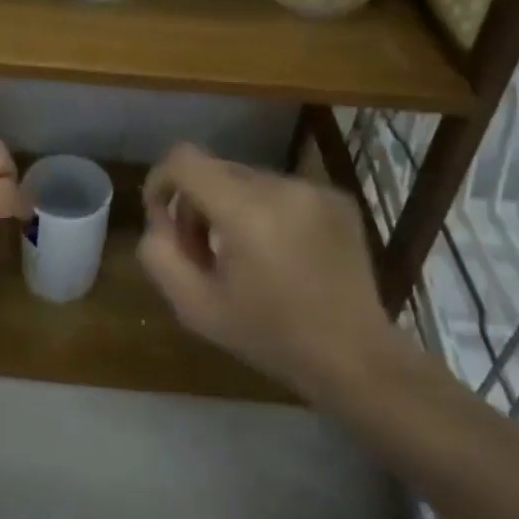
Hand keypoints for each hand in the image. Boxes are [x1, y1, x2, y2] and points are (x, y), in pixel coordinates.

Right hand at [138, 144, 395, 398]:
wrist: (357, 359)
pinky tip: (281, 252)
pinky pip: (282, 189)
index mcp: (246, 211)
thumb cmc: (271, 337)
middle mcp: (281, 186)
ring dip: (232, 206)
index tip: (163, 217)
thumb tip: (161, 220)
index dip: (161, 180)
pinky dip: (268, 211)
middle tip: (203, 251)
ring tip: (243, 255)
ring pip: (247, 179)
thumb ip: (160, 255)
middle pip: (215, 169)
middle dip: (197, 203)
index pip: (184, 159)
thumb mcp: (196, 308)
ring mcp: (313, 189)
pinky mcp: (336, 197)